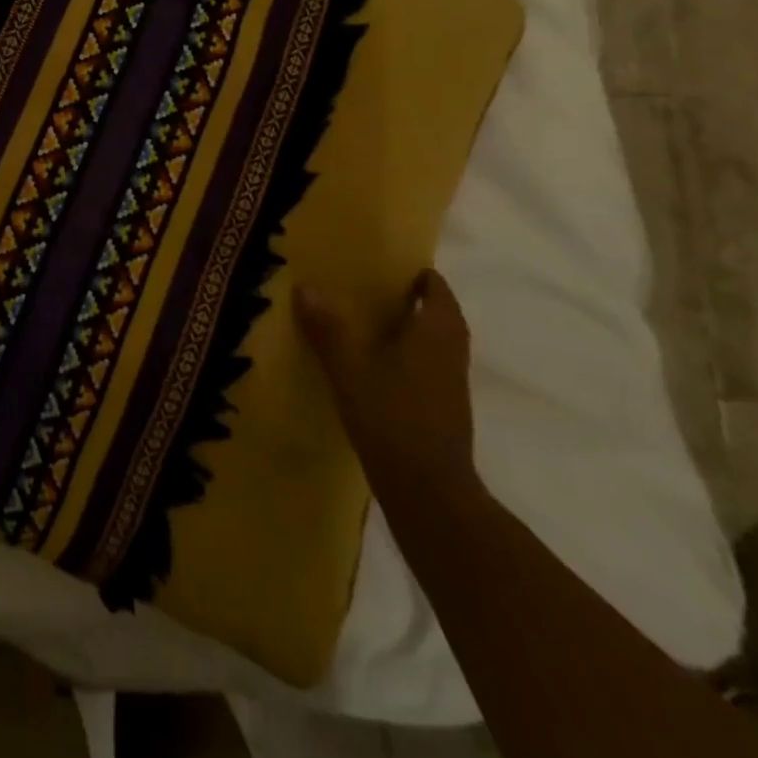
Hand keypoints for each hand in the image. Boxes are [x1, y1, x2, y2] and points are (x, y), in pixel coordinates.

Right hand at [293, 269, 477, 510]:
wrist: (429, 493)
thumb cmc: (393, 419)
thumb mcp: (350, 370)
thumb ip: (328, 329)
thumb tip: (305, 287)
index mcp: (436, 333)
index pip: (437, 290)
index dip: (417, 274)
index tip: (386, 264)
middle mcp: (451, 352)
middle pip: (438, 314)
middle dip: (410, 300)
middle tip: (368, 288)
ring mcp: (451, 384)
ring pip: (434, 342)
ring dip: (409, 329)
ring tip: (366, 322)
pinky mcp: (443, 409)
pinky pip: (428, 366)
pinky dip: (407, 355)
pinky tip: (374, 365)